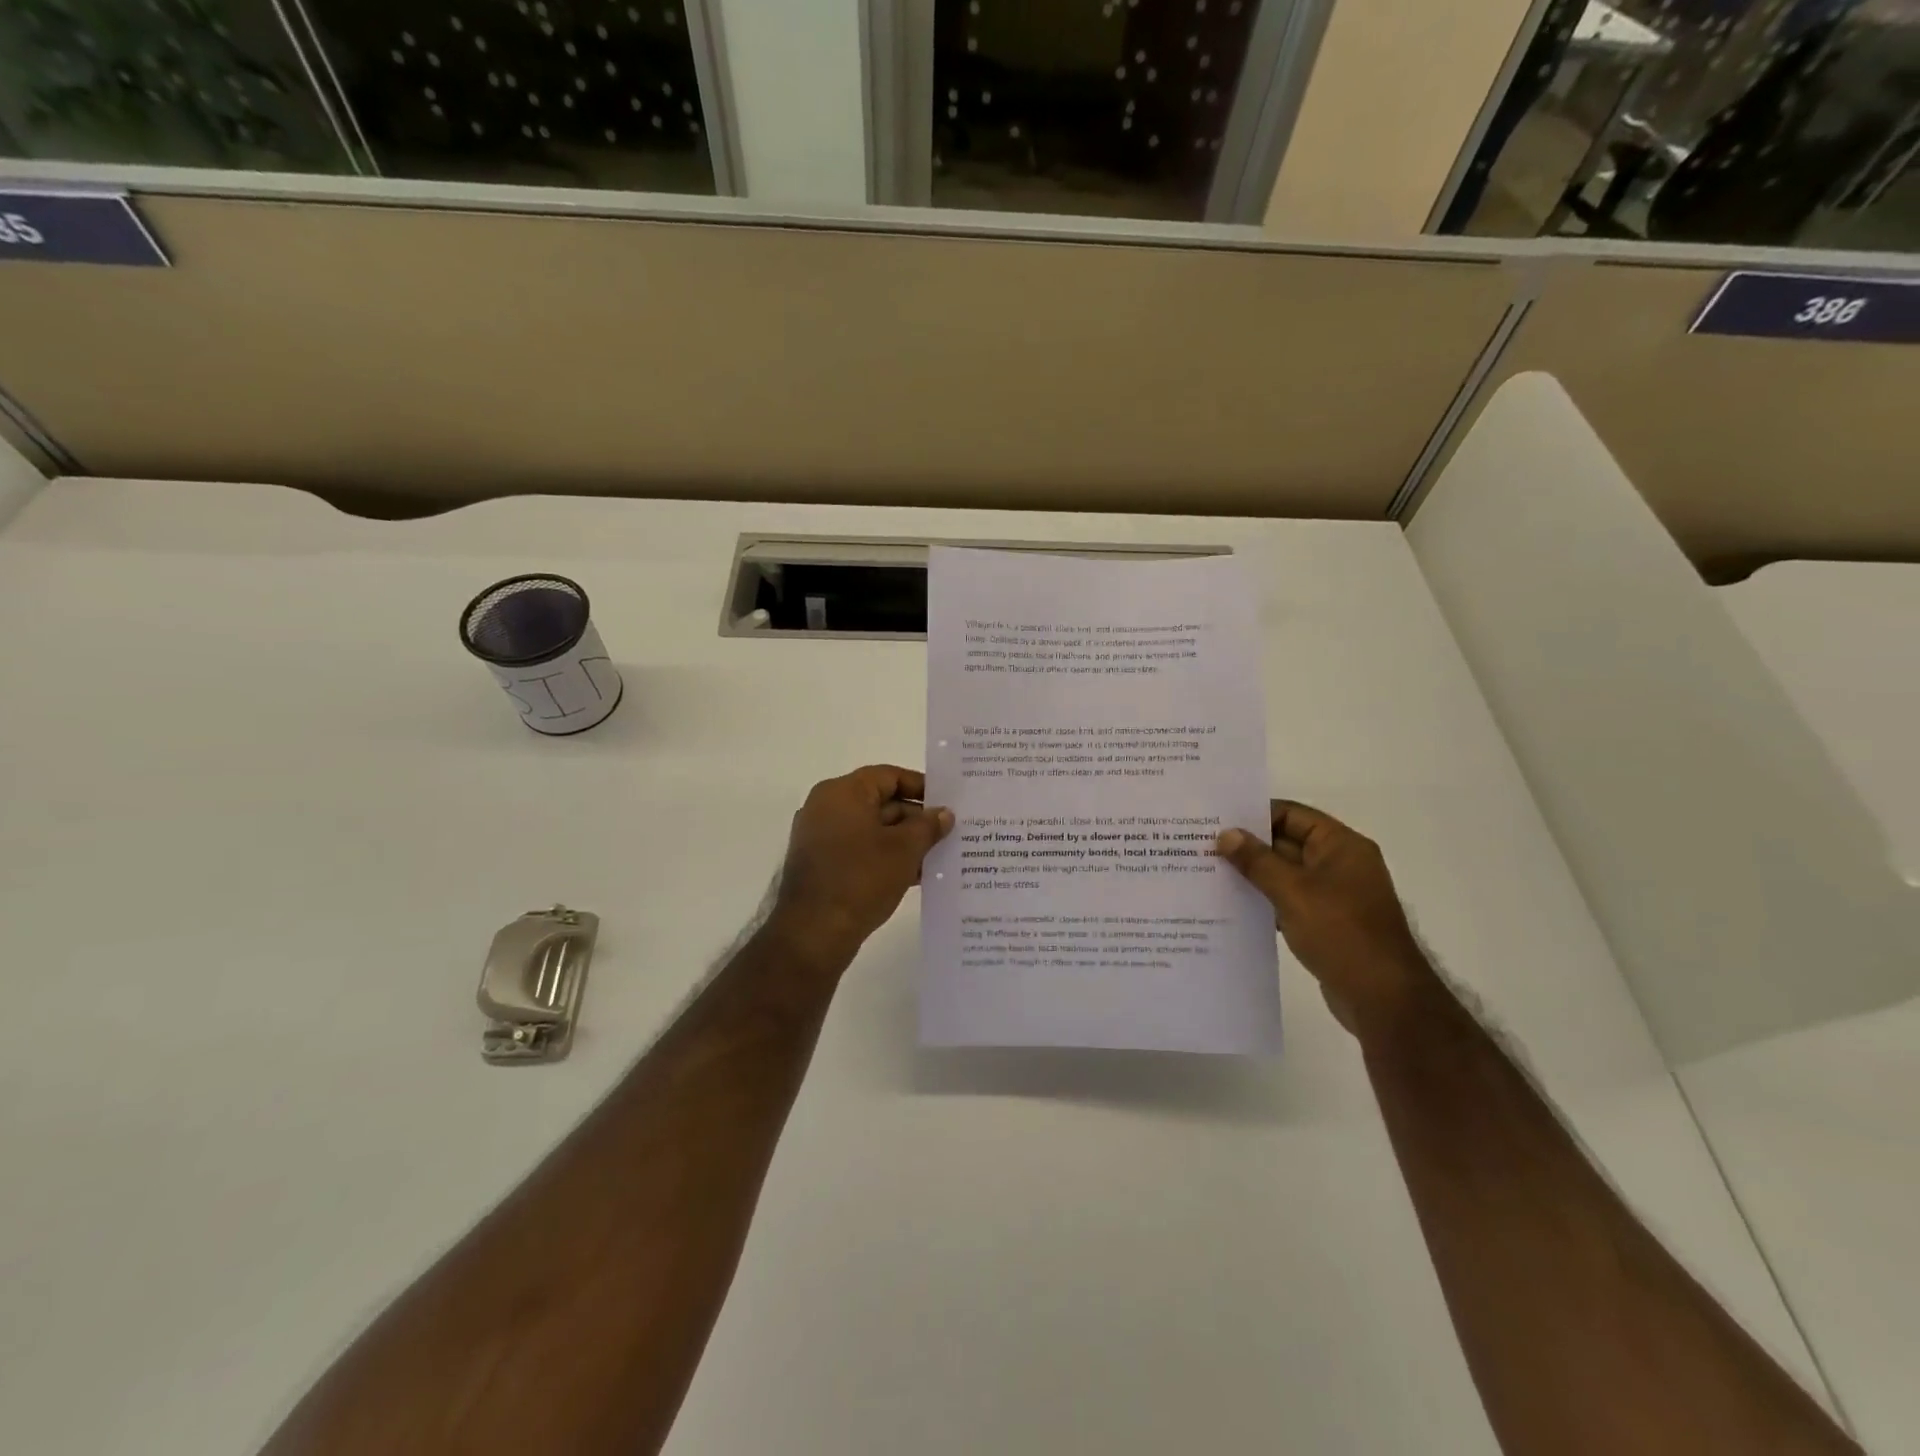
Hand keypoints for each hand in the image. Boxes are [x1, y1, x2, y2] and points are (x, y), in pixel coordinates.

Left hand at [769, 765, 952, 969]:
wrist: (813, 933)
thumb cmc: (861, 879)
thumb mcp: (904, 850)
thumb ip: (928, 826)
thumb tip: (944, 813)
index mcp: (842, 793)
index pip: (888, 776)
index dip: (921, 787)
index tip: (948, 802)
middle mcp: (826, 808)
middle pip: (880, 802)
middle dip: (916, 819)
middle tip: (950, 833)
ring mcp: (820, 837)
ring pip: (872, 829)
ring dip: (904, 841)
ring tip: (939, 856)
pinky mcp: (821, 865)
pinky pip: (860, 850)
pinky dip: (885, 857)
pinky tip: (916, 875)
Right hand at [1216, 802, 1434, 1038]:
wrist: (1383, 998)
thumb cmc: (1341, 933)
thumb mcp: (1293, 891)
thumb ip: (1257, 861)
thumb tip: (1226, 834)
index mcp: (1341, 846)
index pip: (1292, 814)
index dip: (1255, 814)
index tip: (1216, 819)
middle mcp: (1340, 864)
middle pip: (1287, 842)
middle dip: (1248, 845)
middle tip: (1203, 846)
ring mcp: (1334, 896)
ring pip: (1285, 874)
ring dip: (1253, 875)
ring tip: (1209, 873)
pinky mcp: (1326, 923)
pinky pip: (1289, 900)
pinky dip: (1264, 900)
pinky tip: (1232, 906)